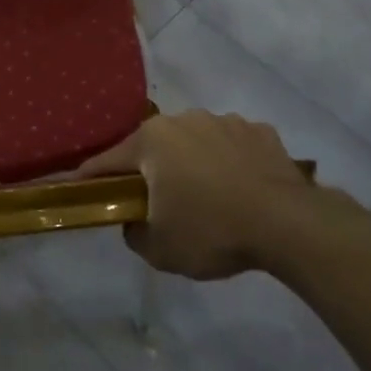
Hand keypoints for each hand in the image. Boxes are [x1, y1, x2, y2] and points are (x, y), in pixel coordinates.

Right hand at [78, 111, 358, 279]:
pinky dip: (229, 163)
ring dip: (192, 163)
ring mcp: (225, 121)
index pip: (108, 160)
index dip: (93, 178)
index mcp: (152, 141)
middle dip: (150, 171)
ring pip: (195, 143)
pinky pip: (233, 147)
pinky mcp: (260, 132)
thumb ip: (133, 233)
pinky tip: (241, 190)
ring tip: (207, 197)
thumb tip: (133, 222)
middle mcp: (184, 120)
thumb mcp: (159, 249)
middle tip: (156, 202)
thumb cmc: (212, 231)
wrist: (288, 224)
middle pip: (154, 147)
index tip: (83, 189)